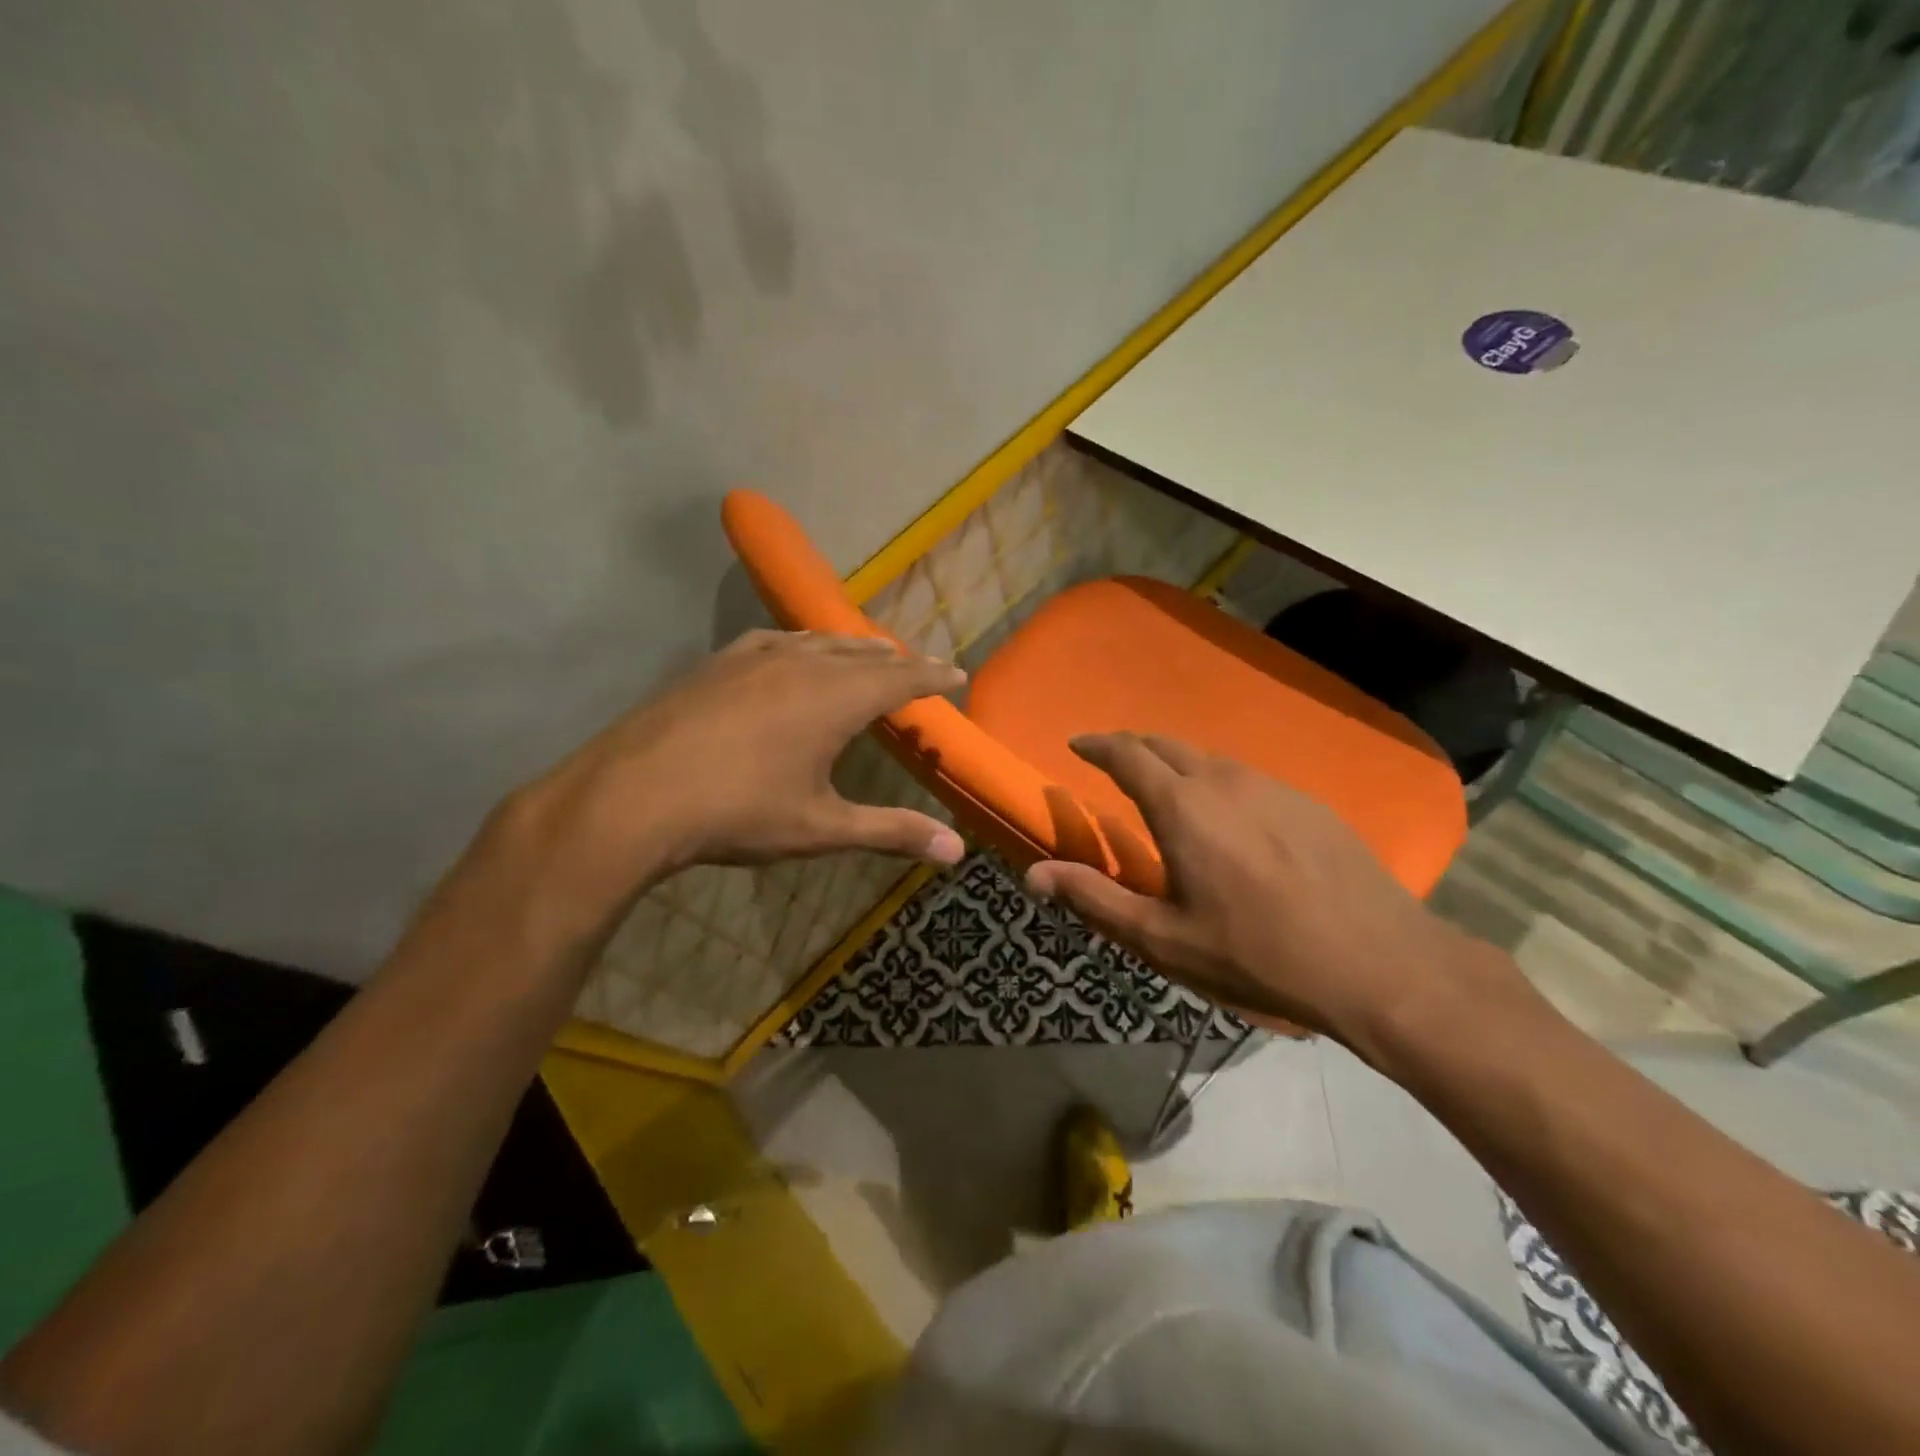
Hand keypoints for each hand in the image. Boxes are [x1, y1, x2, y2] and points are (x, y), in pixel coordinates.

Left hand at [486, 631, 965, 942]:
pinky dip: (806, 645)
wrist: (631, 795)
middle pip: (866, 653)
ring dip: (855, 647)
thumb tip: (957, 851)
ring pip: (821, 641)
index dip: (934, 676)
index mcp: (836, 698)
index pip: (902, 677)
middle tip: (921, 667)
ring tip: (872, 653)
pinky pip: (779, 640)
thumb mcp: (821, 829)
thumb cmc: (737, 812)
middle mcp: (803, 663)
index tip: (958, 673)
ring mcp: (756, 655)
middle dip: (899, 660)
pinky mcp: (719, 662)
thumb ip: (891, 832)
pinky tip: (797, 653)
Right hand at [1024, 733, 1503, 1048]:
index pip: (1127, 754)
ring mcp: (1273, 786)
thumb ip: (1094, 898)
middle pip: (1167, 744)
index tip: (1077, 745)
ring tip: (1166, 790)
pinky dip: (1218, 781)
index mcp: (1182, 806)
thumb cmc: (1256, 953)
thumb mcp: (1163, 938)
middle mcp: (1224, 780)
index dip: (1097, 745)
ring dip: (1177, 764)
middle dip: (1133, 747)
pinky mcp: (1309, 802)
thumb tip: (1033, 876)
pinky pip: (1247, 778)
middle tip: (1113, 763)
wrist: (1377, 963)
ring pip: (1209, 758)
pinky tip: (1229, 817)